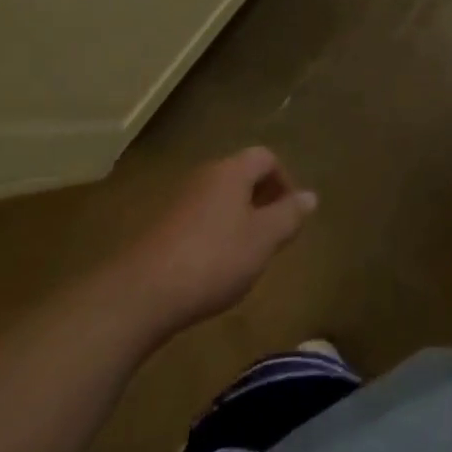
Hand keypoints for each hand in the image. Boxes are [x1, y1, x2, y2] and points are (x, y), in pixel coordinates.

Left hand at [126, 148, 316, 332]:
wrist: (140, 294)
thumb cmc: (214, 259)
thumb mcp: (264, 239)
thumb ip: (289, 215)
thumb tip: (311, 196)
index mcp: (231, 171)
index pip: (266, 157)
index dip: (285, 180)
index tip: (291, 213)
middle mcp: (204, 176)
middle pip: (241, 175)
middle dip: (261, 200)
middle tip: (272, 234)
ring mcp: (178, 200)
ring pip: (219, 199)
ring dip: (237, 218)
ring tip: (246, 254)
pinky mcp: (159, 228)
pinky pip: (198, 219)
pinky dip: (213, 234)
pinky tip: (213, 268)